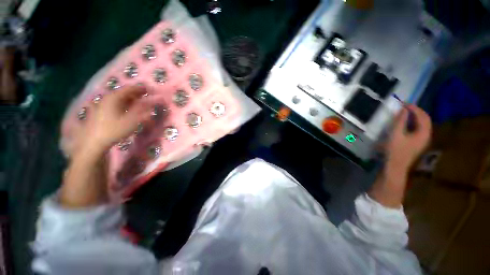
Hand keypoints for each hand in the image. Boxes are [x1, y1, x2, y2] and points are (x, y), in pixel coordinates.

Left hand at [76, 86, 151, 156]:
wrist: (94, 142)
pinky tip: (127, 109)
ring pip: (118, 98)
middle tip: (145, 96)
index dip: (140, 88)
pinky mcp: (100, 112)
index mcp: (114, 98)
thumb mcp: (132, 120)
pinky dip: (123, 104)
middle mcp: (107, 98)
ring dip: (129, 99)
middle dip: (135, 93)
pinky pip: (114, 104)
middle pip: (123, 92)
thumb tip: (153, 102)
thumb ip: (143, 110)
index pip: (129, 89)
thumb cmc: (114, 130)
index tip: (149, 90)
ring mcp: (101, 105)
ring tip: (138, 102)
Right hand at [369, 105, 431, 207]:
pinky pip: (417, 129)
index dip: (414, 108)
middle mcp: (426, 135)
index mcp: (423, 133)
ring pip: (422, 124)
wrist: (395, 167)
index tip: (404, 103)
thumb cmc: (395, 151)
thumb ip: (400, 121)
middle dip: (416, 111)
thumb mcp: (396, 134)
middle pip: (424, 120)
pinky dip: (412, 123)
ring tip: (404, 113)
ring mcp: (422, 140)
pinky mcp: (416, 143)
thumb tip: (403, 109)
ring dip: (414, 117)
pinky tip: (404, 123)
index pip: (423, 116)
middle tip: (405, 106)